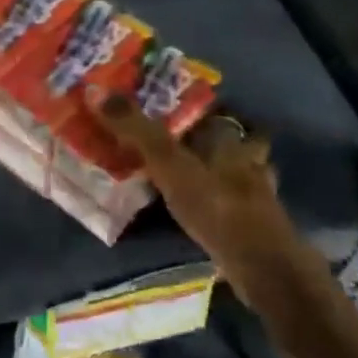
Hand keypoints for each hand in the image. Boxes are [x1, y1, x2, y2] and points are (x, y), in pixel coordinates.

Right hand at [88, 94, 308, 293]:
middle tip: (177, 141)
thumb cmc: (216, 204)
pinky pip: (234, 206)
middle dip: (210, 141)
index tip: (175, 107)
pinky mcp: (254, 226)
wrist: (261, 266)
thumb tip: (95, 90)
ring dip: (217, 173)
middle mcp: (248, 160)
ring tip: (187, 176)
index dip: (201, 107)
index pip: (219, 112)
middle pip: (232, 141)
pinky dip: (219, 205)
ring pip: (237, 173)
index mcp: (231, 140)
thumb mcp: (168, 164)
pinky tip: (200, 212)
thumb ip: (135, 129)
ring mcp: (257, 196)